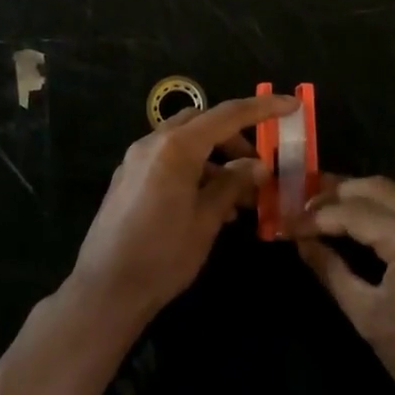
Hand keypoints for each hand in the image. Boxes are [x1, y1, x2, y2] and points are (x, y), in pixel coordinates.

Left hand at [69, 95, 298, 326]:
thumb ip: (232, 185)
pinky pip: (168, 158)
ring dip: (213, 157)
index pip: (227, 115)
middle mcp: (154, 142)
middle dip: (234, 137)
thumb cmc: (162, 256)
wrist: (104, 291)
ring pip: (185, 140)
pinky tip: (209, 204)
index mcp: (176, 147)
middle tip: (258, 167)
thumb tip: (258, 166)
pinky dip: (193, 168)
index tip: (290, 103)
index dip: (262, 108)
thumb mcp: (206, 221)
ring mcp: (137, 158)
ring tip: (237, 196)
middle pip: (203, 123)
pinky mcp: (128, 176)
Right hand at [295, 177, 394, 394]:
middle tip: (303, 205)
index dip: (316, 216)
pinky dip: (382, 209)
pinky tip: (362, 224)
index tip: (287, 223)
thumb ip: (332, 272)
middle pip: (375, 187)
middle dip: (336, 193)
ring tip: (326, 210)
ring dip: (359, 197)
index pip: (353, 212)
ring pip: (394, 194)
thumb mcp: (369, 319)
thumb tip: (302, 242)